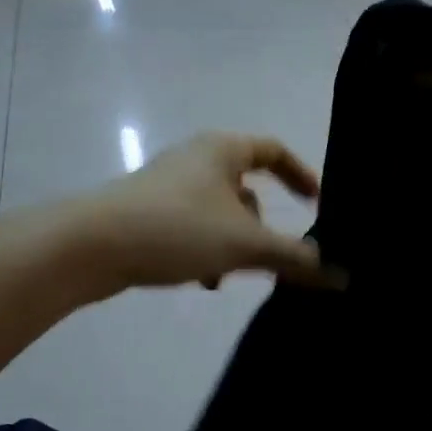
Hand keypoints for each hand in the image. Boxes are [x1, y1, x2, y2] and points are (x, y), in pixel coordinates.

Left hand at [78, 132, 334, 290]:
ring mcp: (168, 185)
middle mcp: (196, 159)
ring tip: (228, 278)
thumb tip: (341, 277)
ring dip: (233, 246)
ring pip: (220, 213)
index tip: (318, 205)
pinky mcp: (148, 211)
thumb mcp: (245, 245)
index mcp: (223, 149)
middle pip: (247, 187)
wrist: (90, 246)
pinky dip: (206, 250)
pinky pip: (193, 227)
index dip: (301, 175)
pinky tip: (201, 280)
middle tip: (276, 257)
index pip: (274, 150)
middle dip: (263, 227)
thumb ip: (295, 259)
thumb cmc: (178, 228)